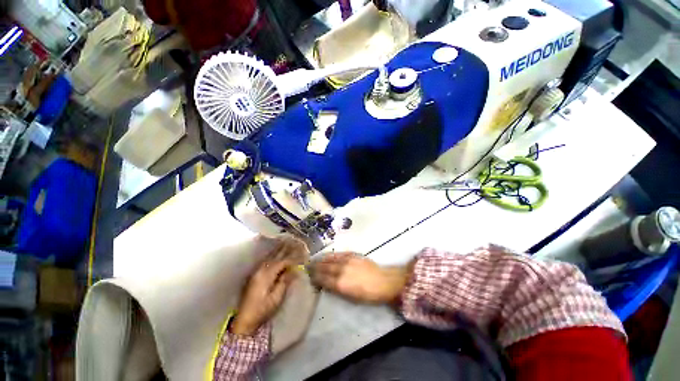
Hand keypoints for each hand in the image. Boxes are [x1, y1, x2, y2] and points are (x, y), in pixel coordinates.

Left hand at [231, 241, 305, 335]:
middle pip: (275, 256)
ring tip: (287, 242)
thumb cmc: (262, 310)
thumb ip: (284, 281)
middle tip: (295, 241)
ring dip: (279, 249)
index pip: (282, 262)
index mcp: (266, 275)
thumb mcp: (276, 298)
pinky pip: (266, 261)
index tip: (302, 254)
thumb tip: (294, 269)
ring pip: (270, 257)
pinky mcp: (254, 275)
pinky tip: (276, 251)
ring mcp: (256, 272)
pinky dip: (273, 254)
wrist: (244, 320)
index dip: (292, 257)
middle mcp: (260, 270)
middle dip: (286, 248)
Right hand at [311, 253, 410, 303]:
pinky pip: (338, 254)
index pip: (323, 279)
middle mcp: (341, 270)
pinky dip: (331, 255)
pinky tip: (327, 255)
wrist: (383, 281)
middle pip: (324, 268)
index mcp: (340, 283)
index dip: (315, 277)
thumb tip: (326, 285)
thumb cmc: (368, 294)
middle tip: (307, 267)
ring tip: (314, 260)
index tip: (308, 277)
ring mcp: (346, 260)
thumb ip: (337, 290)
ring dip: (321, 260)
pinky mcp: (352, 255)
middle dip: (315, 268)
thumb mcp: (351, 297)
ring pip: (330, 259)